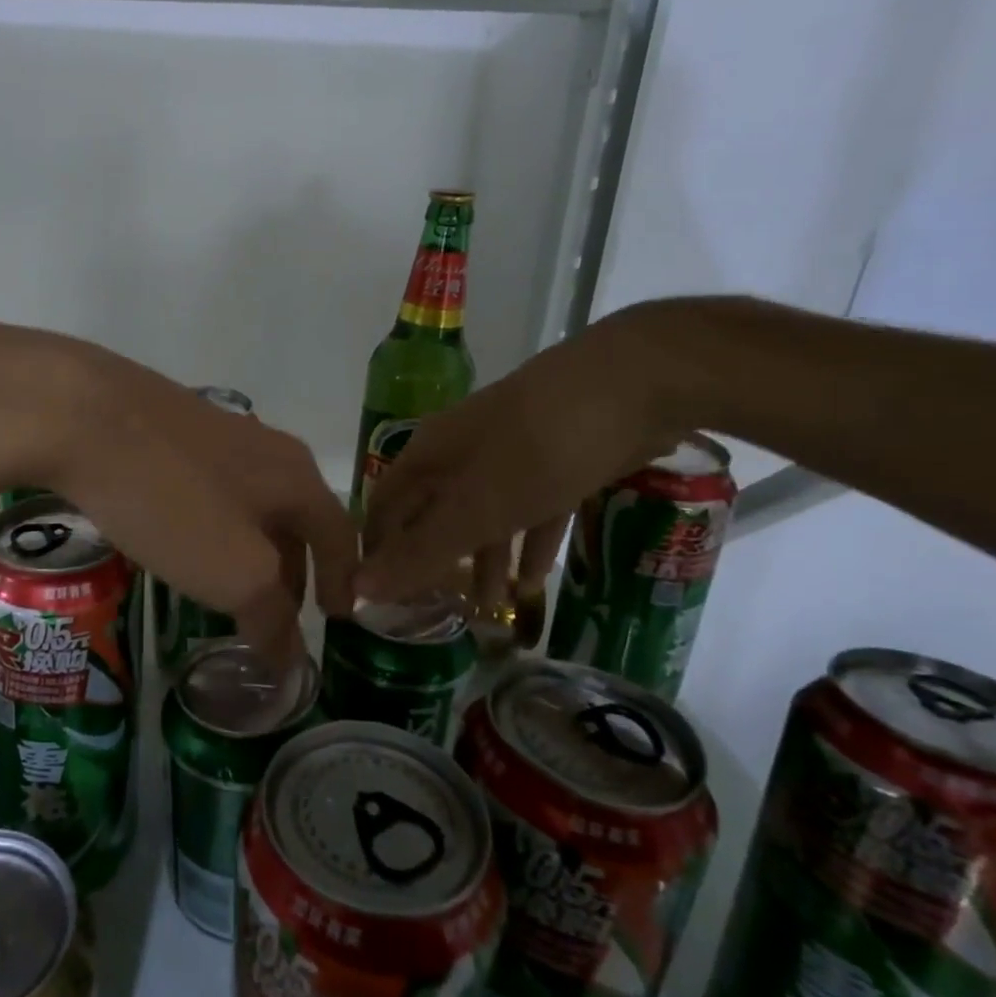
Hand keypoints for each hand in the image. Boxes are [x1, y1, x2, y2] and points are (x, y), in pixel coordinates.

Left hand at [0, 326, 357, 657]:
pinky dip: (212, 528)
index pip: (339, 535)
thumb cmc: (173, 500)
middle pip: (294, 519)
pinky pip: (208, 491)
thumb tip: (292, 661)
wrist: (83, 415)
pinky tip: (180, 542)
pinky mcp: (169, 431)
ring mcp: (215, 434)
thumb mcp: (235, 572)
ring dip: (250, 550)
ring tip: (228, 587)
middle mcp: (266, 449)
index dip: (343, 580)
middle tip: (275, 615)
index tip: (339, 618)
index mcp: (296, 478)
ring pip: (249, 504)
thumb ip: (271, 617)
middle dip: (291, 571)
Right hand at [355, 306, 677, 604]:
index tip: (380, 598)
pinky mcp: (556, 460)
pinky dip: (529, 542)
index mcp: (429, 454)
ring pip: (484, 515)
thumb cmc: (538, 448)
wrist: (637, 382)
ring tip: (489, 611)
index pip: (385, 505)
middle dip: (434, 561)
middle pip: (434, 512)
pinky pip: (532, 509)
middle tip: (435, 614)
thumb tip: (359, 587)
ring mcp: (510, 454)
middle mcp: (461, 452)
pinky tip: (535, 580)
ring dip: (483, 560)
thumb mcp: (476, 508)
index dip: (378, 550)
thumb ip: (421, 550)